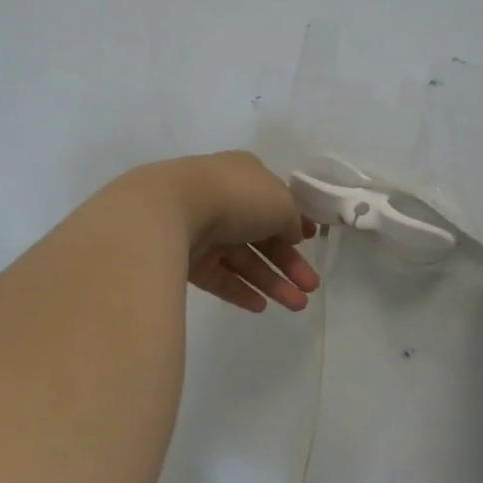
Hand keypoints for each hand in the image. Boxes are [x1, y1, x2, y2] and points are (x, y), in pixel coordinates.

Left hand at [126, 152, 320, 312]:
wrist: (170, 212)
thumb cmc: (236, 197)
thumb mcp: (281, 203)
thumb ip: (292, 220)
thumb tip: (292, 234)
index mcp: (245, 176)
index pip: (275, 202)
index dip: (295, 224)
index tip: (312, 244)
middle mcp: (223, 200)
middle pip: (262, 236)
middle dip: (289, 263)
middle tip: (311, 287)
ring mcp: (202, 230)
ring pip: (243, 260)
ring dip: (272, 282)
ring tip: (297, 306)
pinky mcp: (185, 258)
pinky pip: (218, 276)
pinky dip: (240, 290)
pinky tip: (261, 307)